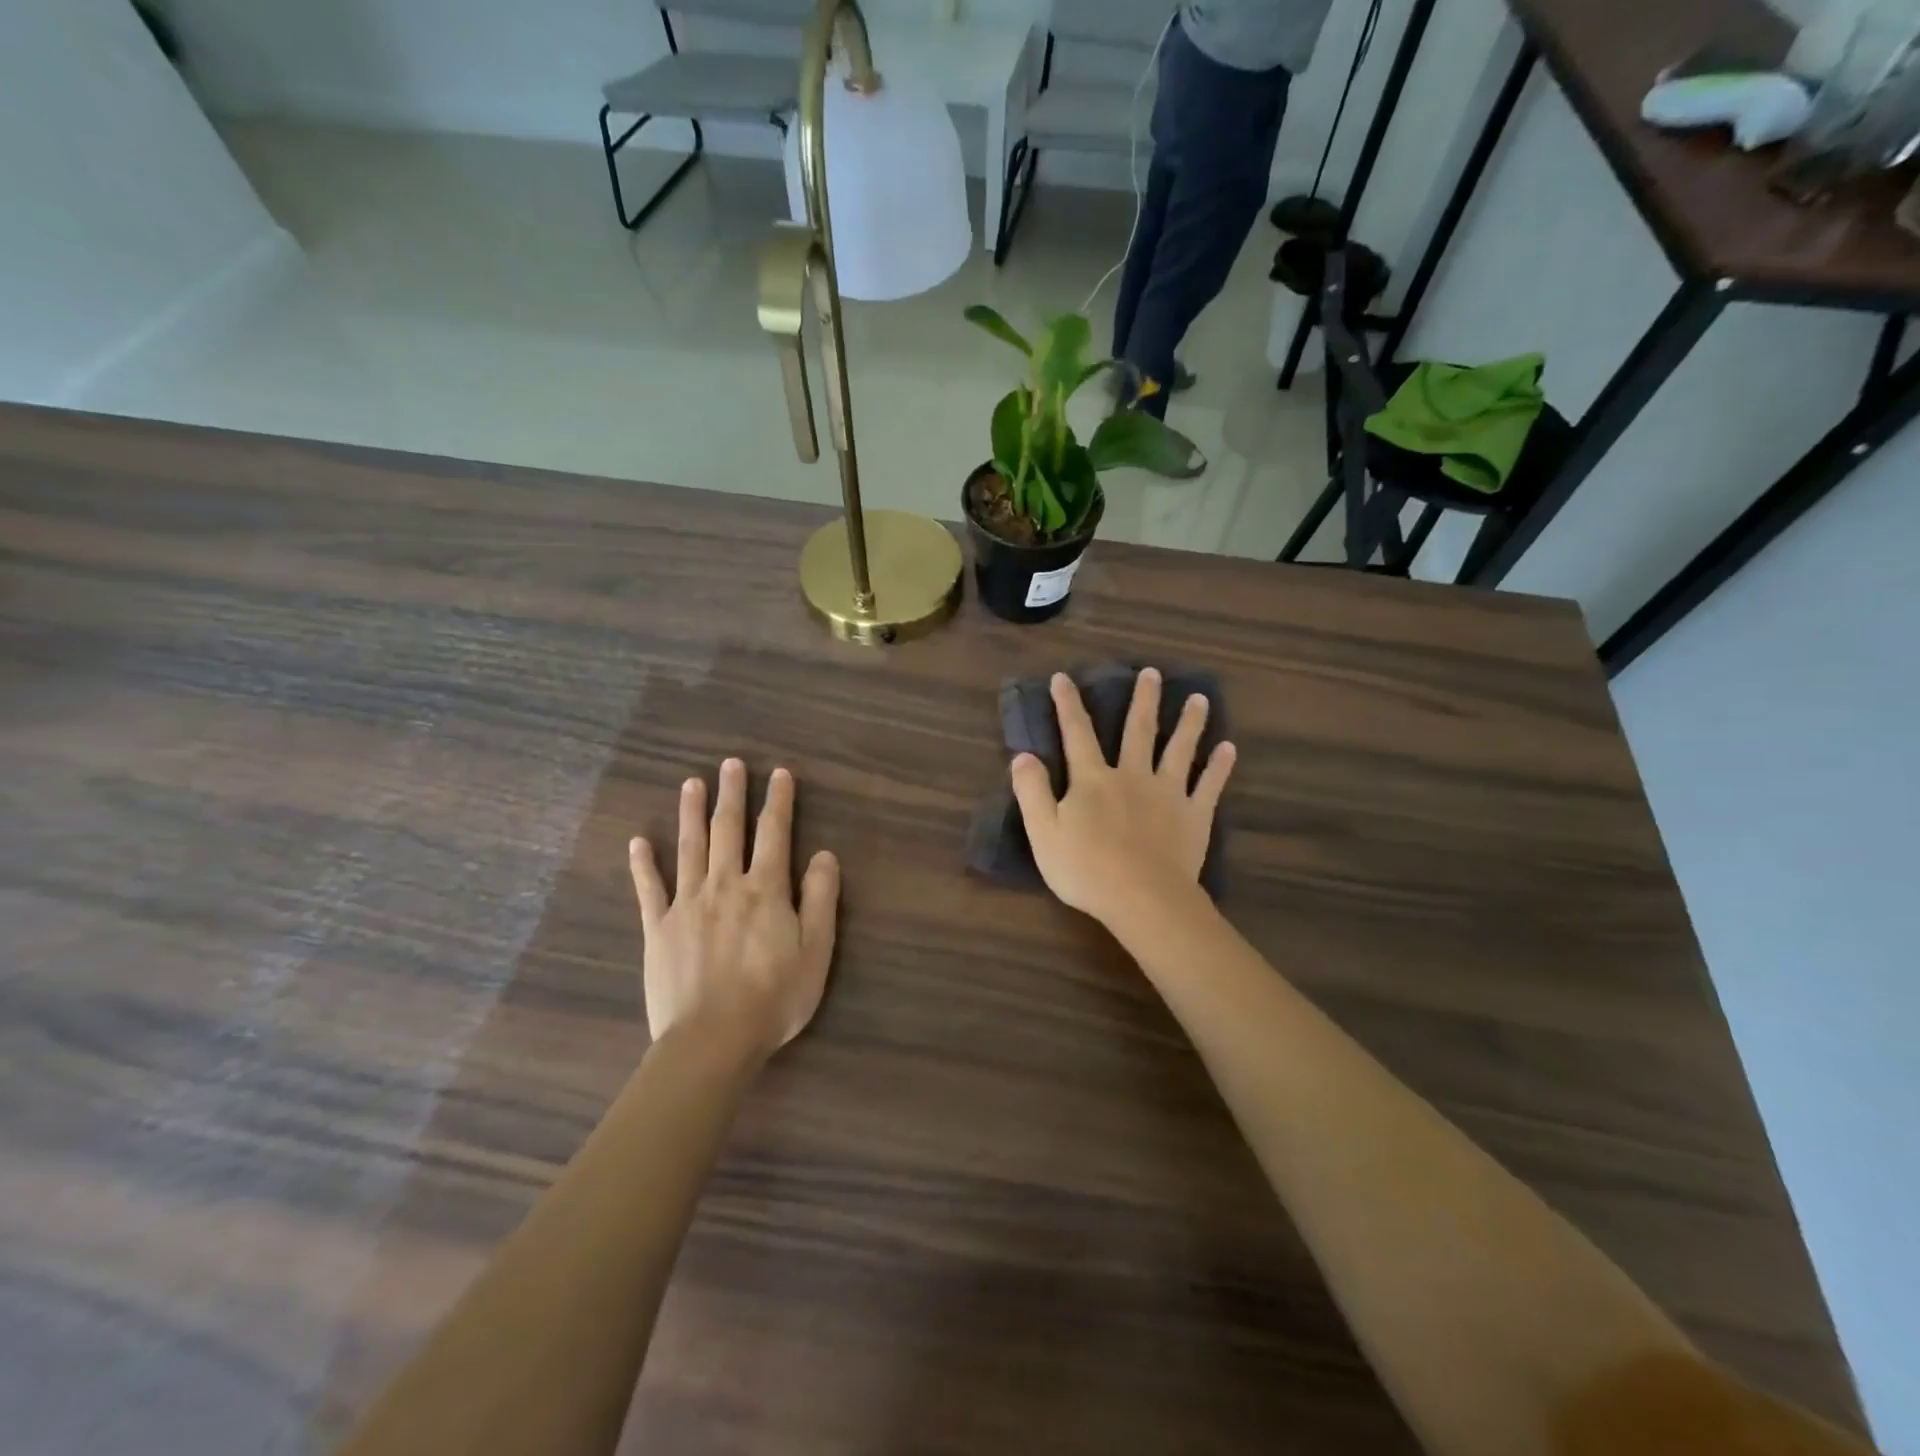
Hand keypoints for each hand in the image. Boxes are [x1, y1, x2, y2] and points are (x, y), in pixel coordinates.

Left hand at [629, 759, 840, 1058]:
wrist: (713, 1040)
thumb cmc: (774, 997)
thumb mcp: (816, 950)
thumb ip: (821, 898)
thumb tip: (824, 854)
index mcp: (765, 889)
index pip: (774, 833)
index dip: (778, 801)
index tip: (779, 774)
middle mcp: (725, 885)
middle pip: (728, 830)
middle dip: (732, 794)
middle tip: (731, 764)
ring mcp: (687, 904)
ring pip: (689, 848)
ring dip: (691, 813)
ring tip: (691, 783)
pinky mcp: (658, 929)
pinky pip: (650, 889)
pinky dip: (643, 864)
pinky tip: (638, 841)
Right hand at [1010, 669, 1234, 936]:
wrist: (1143, 899)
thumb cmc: (1086, 870)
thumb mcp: (1043, 833)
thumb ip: (1032, 791)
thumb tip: (1023, 755)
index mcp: (1093, 780)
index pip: (1077, 734)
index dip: (1068, 705)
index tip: (1063, 677)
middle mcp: (1133, 776)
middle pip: (1139, 730)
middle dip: (1143, 699)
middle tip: (1152, 672)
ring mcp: (1168, 794)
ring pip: (1180, 749)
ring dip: (1190, 722)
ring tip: (1200, 699)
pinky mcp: (1195, 816)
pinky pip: (1210, 785)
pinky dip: (1220, 766)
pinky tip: (1229, 748)